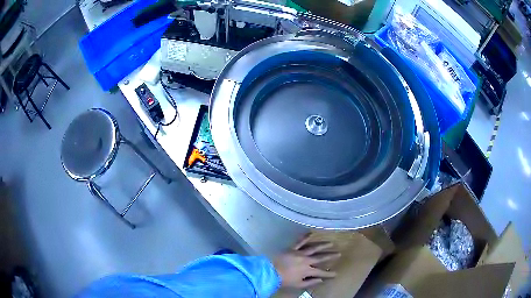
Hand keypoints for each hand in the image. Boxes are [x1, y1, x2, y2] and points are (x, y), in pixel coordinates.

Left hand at [273, 234, 340, 288]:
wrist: (270, 271)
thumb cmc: (284, 280)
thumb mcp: (298, 285)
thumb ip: (310, 282)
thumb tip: (321, 280)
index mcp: (307, 270)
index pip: (321, 272)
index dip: (329, 274)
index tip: (336, 273)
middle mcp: (306, 260)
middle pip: (321, 257)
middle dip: (330, 256)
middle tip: (339, 253)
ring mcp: (299, 253)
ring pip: (314, 248)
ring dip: (323, 245)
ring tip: (331, 243)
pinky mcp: (292, 248)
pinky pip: (300, 241)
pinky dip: (305, 236)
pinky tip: (311, 232)